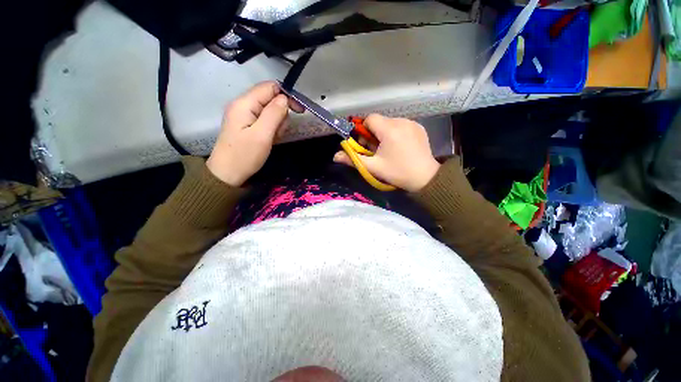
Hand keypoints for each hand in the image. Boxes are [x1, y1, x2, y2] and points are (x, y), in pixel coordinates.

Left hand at [207, 81, 302, 186]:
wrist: (228, 174)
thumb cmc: (245, 155)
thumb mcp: (262, 135)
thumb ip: (274, 114)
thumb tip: (285, 98)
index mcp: (244, 103)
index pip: (270, 87)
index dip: (286, 96)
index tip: (299, 111)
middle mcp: (243, 104)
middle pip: (270, 98)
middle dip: (281, 113)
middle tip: (279, 131)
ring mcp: (244, 115)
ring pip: (270, 111)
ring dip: (277, 123)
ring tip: (273, 138)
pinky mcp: (247, 125)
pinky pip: (265, 120)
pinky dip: (272, 129)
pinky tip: (270, 139)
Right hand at [333, 114, 439, 191]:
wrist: (425, 178)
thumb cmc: (397, 172)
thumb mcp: (373, 167)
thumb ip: (353, 160)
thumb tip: (335, 156)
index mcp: (390, 129)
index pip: (370, 119)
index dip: (364, 130)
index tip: (366, 144)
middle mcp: (401, 121)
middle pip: (380, 121)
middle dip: (374, 133)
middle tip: (377, 150)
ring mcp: (412, 123)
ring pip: (390, 123)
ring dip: (385, 133)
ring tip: (389, 149)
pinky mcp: (419, 127)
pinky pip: (401, 125)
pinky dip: (396, 133)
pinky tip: (400, 146)